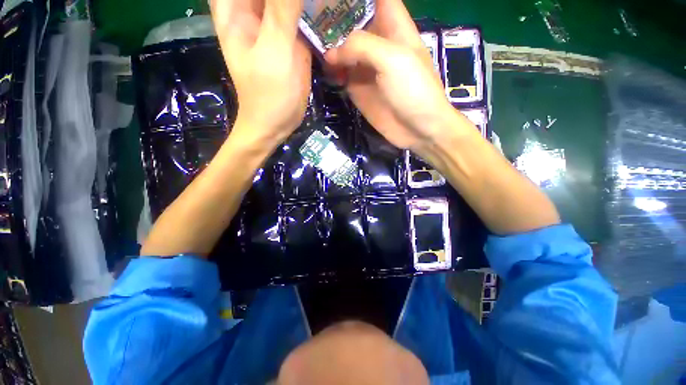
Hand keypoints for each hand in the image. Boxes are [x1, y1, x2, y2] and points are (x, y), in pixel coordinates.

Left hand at [211, 0, 311, 148]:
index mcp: (235, 6)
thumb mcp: (275, 48)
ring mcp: (274, 22)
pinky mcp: (291, 37)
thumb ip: (283, 7)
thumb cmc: (269, 93)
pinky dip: (314, 7)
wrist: (277, 122)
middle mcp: (252, 8)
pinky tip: (329, 7)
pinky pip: (301, 12)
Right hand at [324, 0, 467, 154]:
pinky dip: (331, 71)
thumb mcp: (392, 59)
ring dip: (328, 45)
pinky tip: (322, 69)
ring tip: (308, 40)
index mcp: (393, 27)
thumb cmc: (413, 90)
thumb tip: (331, 52)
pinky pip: (341, 75)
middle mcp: (378, 44)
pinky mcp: (359, 90)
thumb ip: (362, 46)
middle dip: (334, 19)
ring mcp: (367, 69)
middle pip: (353, 22)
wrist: (418, 129)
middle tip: (309, 15)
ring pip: (344, 49)